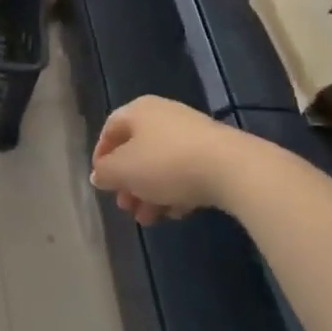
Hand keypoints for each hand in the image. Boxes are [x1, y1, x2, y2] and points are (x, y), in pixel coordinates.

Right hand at [90, 95, 241, 225]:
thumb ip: (105, 173)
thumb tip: (98, 175)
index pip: (109, 130)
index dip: (101, 157)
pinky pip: (186, 171)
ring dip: (150, 193)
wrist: (232, 169)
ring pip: (161, 164)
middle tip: (126, 207)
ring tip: (149, 219)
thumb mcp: (123, 171)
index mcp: (138, 111)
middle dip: (128, 183)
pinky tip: (176, 212)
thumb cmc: (166, 163)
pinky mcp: (216, 153)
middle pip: (136, 150)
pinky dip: (176, 191)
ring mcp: (192, 134)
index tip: (101, 182)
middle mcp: (164, 115)